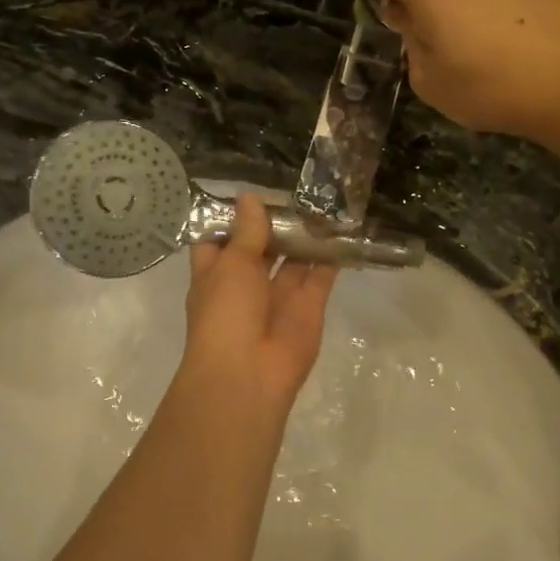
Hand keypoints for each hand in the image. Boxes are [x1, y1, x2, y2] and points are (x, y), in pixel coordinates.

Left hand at [182, 194, 337, 412]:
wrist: (248, 373)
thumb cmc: (225, 312)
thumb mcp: (232, 263)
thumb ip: (247, 231)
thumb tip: (248, 197)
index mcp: (217, 272)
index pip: (221, 239)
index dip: (233, 217)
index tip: (251, 190)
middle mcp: (247, 282)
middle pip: (262, 246)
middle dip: (277, 222)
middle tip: (298, 187)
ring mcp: (279, 295)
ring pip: (294, 258)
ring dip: (305, 235)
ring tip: (324, 199)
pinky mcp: (309, 306)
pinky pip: (321, 275)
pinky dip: (331, 255)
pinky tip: (342, 226)